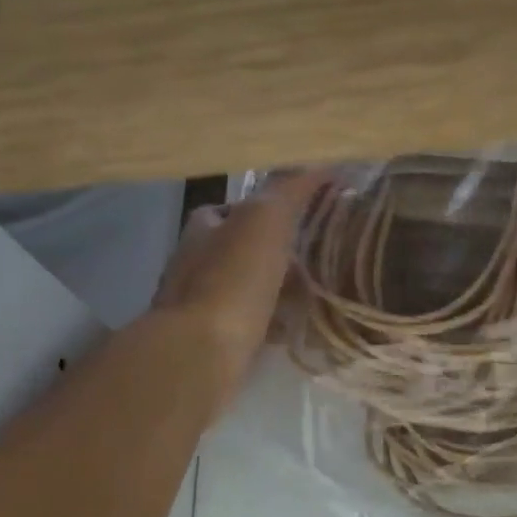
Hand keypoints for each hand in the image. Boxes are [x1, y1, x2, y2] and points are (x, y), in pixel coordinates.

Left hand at [154, 170, 325, 411]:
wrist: (199, 354)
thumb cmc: (232, 279)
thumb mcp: (266, 219)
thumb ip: (290, 188)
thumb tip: (322, 162)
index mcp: (202, 228)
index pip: (232, 207)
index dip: (265, 208)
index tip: (301, 215)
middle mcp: (193, 264)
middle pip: (238, 250)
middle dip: (273, 253)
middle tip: (315, 258)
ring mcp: (198, 307)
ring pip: (244, 290)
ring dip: (274, 291)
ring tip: (314, 295)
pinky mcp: (211, 344)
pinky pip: (249, 326)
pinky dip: (271, 325)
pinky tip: (296, 330)